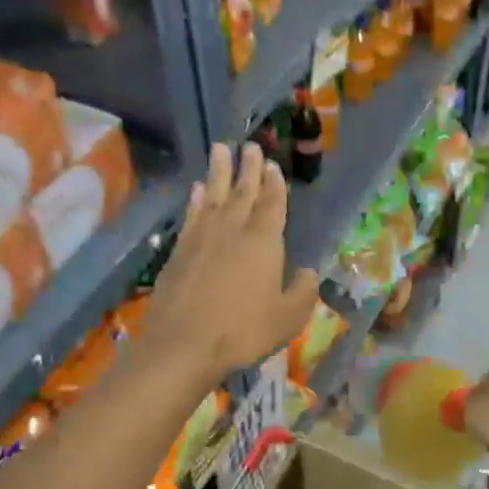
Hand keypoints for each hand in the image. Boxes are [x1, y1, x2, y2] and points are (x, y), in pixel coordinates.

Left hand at [143, 144, 318, 383]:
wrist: (184, 343)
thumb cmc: (244, 330)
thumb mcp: (288, 317)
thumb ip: (303, 292)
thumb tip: (309, 272)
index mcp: (264, 242)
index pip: (272, 205)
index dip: (274, 184)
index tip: (272, 165)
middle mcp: (233, 230)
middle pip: (242, 192)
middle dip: (248, 168)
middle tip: (250, 145)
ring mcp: (202, 238)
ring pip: (213, 195)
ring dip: (218, 172)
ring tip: (220, 149)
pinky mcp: (179, 251)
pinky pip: (191, 215)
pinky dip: (196, 200)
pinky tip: (197, 190)